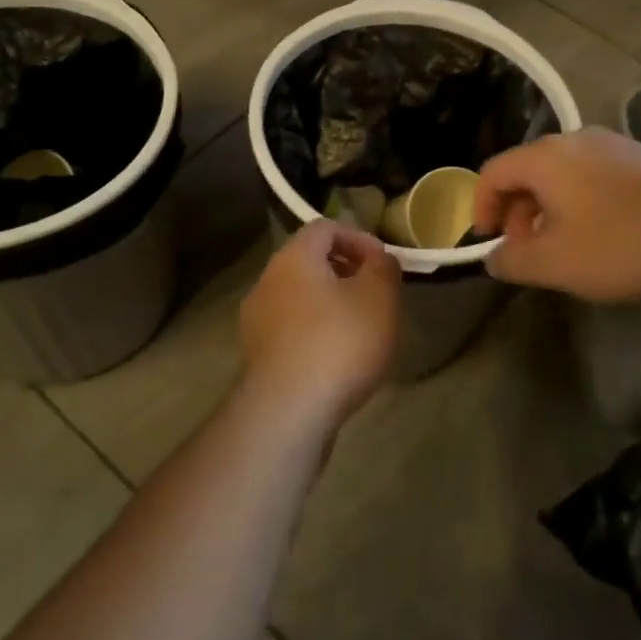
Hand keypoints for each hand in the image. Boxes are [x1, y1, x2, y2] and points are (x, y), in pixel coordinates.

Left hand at [239, 220, 401, 428]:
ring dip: (330, 303)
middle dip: (346, 271)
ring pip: (300, 296)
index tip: (383, 263)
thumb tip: (379, 259)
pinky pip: (291, 328)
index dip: (359, 238)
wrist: (288, 412)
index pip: (326, 227)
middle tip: (376, 294)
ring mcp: (256, 319)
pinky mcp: (257, 355)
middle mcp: (267, 280)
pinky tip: (337, 357)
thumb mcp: (380, 298)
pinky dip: (315, 331)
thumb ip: (384, 268)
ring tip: (360, 328)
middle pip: (309, 261)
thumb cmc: (339, 342)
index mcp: (294, 257)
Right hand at [474, 129, 640, 301]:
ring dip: (549, 210)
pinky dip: (580, 203)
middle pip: (527, 171)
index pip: (493, 172)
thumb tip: (494, 256)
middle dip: (517, 212)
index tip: (488, 240)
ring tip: (564, 247)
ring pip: (561, 175)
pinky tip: (603, 235)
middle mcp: (574, 140)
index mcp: (545, 157)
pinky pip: (592, 177)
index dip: (480, 207)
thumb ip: (513, 261)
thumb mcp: (556, 263)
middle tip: (526, 251)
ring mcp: (612, 145)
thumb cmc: (623, 241)